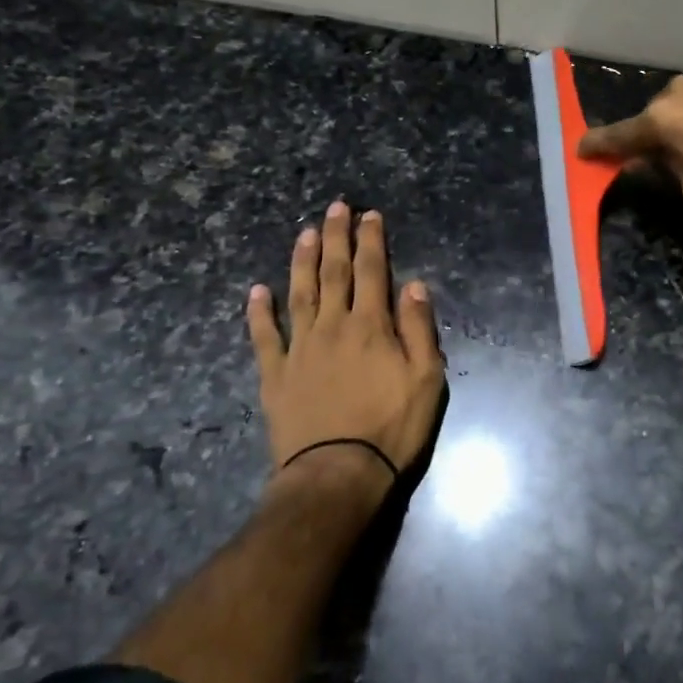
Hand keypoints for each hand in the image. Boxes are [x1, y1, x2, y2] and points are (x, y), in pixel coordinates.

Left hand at [247, 202, 444, 502]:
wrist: (337, 474)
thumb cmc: (391, 428)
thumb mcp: (426, 380)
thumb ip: (419, 329)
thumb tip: (415, 285)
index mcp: (371, 326)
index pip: (373, 272)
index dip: (372, 240)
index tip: (369, 215)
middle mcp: (333, 327)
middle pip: (334, 272)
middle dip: (336, 237)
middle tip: (335, 207)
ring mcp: (299, 349)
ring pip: (299, 294)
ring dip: (302, 261)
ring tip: (304, 233)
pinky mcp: (275, 375)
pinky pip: (265, 337)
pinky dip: (259, 312)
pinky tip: (256, 291)